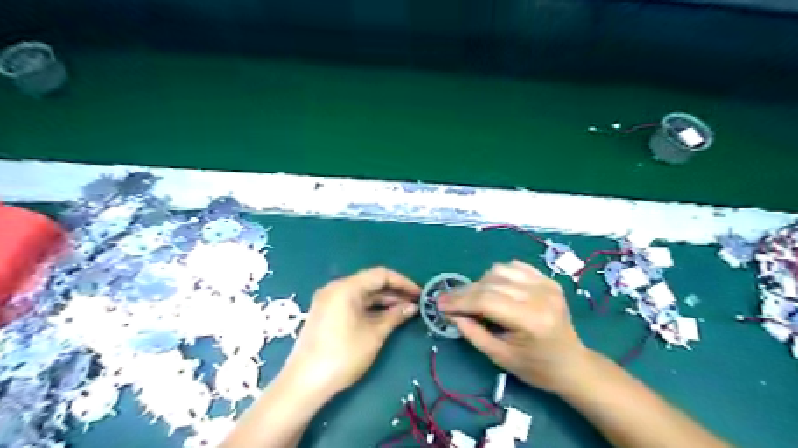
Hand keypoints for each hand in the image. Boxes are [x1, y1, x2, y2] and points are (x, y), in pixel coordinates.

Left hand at [280, 265, 420, 395]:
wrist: (305, 382)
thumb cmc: (344, 354)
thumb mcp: (374, 334)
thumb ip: (395, 315)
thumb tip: (411, 307)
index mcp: (346, 287)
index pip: (381, 275)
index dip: (403, 283)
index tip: (419, 294)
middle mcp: (336, 288)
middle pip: (370, 282)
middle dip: (394, 292)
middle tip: (414, 304)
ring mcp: (329, 300)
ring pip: (362, 293)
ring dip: (383, 301)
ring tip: (404, 311)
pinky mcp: (326, 312)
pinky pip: (352, 303)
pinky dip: (369, 308)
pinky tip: (384, 316)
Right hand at [440, 261, 587, 390]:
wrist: (572, 364)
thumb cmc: (536, 368)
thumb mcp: (500, 357)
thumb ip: (473, 333)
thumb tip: (451, 313)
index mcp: (531, 320)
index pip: (486, 301)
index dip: (459, 301)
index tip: (439, 304)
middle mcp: (540, 295)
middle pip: (490, 283)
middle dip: (464, 292)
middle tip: (446, 300)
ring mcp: (546, 284)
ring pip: (500, 270)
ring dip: (480, 282)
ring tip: (472, 297)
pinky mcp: (548, 280)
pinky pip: (514, 267)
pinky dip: (498, 275)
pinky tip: (493, 289)